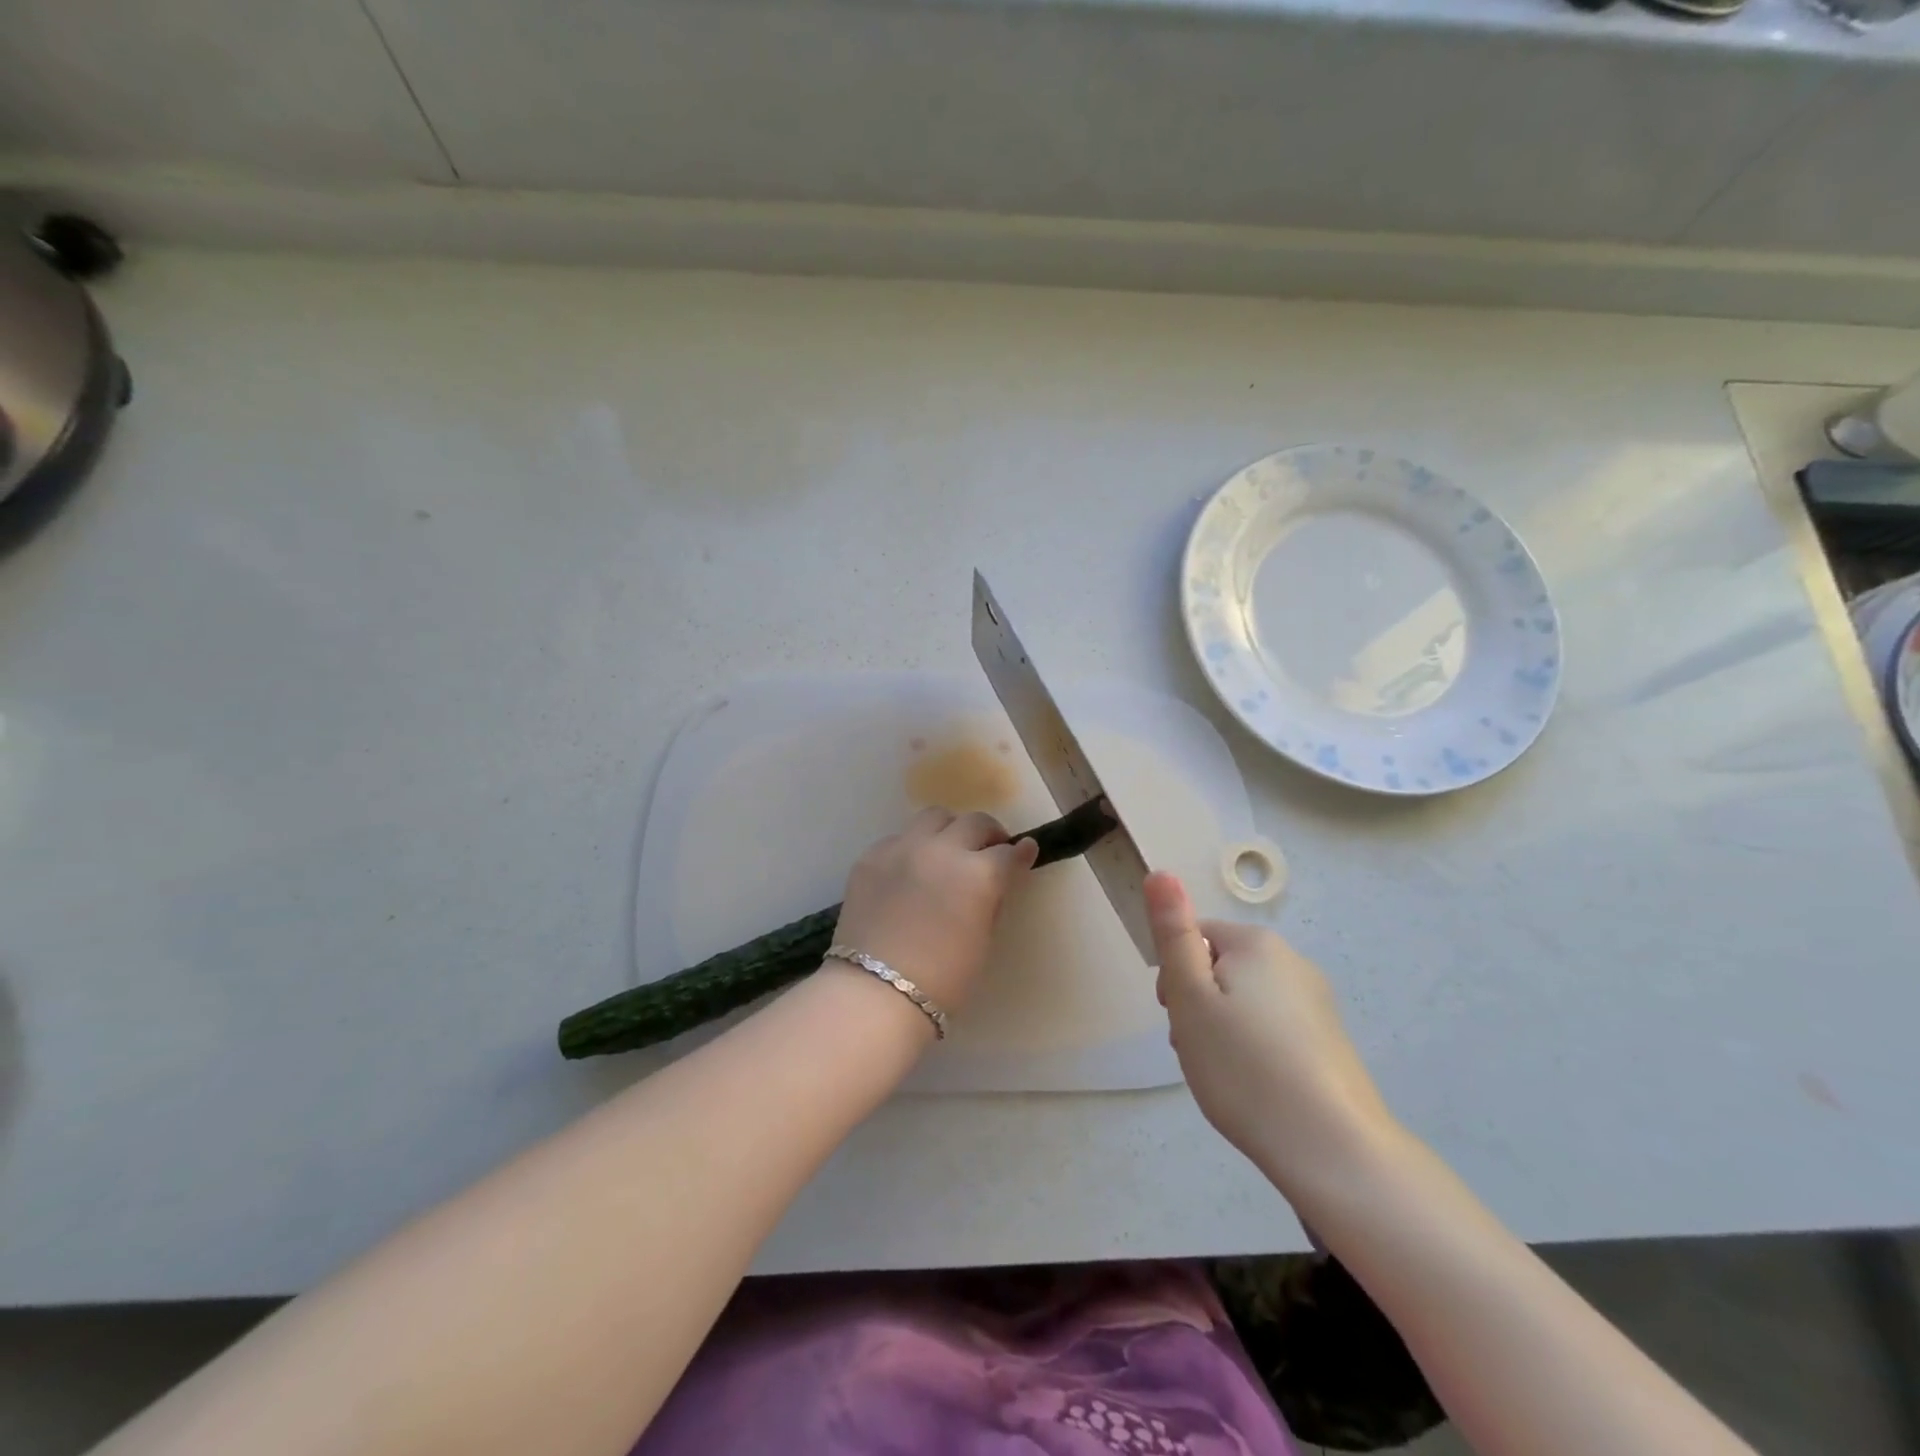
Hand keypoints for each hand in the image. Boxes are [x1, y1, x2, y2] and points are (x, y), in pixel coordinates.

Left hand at [832, 809, 1039, 1012]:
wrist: (874, 993)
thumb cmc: (942, 980)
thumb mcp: (983, 940)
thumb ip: (991, 900)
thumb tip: (996, 881)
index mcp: (978, 874)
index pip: (1008, 853)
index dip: (1020, 854)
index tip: (1024, 853)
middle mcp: (942, 850)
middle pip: (974, 822)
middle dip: (988, 834)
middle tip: (990, 850)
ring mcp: (902, 848)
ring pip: (934, 817)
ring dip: (949, 829)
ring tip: (948, 850)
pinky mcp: (871, 856)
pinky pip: (899, 838)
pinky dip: (913, 847)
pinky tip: (910, 871)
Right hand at [1147, 871, 1400, 1200]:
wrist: (1332, 1148)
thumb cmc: (1244, 1066)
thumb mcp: (1191, 997)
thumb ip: (1174, 933)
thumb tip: (1161, 872)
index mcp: (1256, 944)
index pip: (1195, 937)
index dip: (1175, 976)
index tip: (1177, 1018)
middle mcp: (1292, 961)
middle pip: (1220, 967)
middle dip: (1199, 1003)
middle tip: (1196, 1048)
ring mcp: (1316, 1002)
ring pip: (1244, 1001)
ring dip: (1222, 1028)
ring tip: (1222, 1074)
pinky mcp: (1329, 1040)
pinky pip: (1272, 1028)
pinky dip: (1253, 1049)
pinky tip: (1253, 1086)